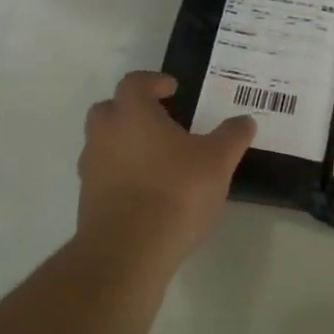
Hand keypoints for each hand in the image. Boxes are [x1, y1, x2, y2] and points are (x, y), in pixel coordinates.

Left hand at [75, 71, 255, 264]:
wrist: (129, 252)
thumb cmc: (176, 191)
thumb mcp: (218, 161)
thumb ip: (232, 136)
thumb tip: (245, 120)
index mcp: (132, 114)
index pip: (135, 82)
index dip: (154, 82)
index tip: (173, 90)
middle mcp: (105, 135)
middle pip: (110, 110)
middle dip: (133, 111)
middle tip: (162, 122)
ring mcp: (92, 169)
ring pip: (104, 144)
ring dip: (126, 145)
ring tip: (159, 161)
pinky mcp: (88, 202)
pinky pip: (105, 176)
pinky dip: (123, 176)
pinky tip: (150, 193)